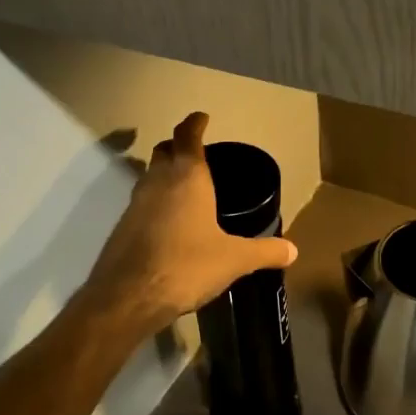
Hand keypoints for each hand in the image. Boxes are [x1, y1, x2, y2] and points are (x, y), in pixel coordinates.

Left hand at [82, 112, 296, 333]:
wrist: (129, 296)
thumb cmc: (187, 265)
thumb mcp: (234, 260)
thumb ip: (264, 251)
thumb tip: (293, 250)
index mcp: (188, 177)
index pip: (188, 136)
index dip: (195, 124)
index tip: (202, 117)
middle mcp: (158, 181)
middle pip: (165, 150)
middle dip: (178, 146)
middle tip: (196, 153)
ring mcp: (135, 202)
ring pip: (150, 175)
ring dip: (165, 173)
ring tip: (187, 187)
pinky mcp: (123, 226)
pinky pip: (142, 201)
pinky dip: (156, 201)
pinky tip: (170, 222)